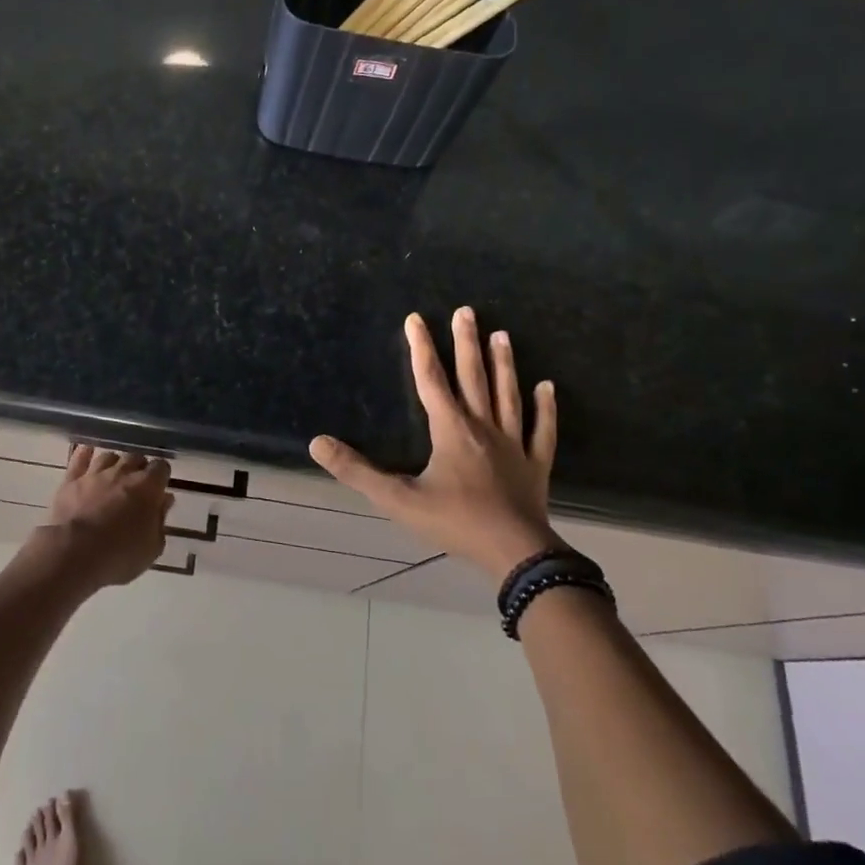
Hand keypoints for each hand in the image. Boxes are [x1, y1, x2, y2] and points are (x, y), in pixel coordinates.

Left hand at [36, 446, 174, 589]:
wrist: (74, 553)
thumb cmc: (119, 555)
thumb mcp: (152, 547)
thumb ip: (160, 521)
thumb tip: (165, 501)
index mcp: (148, 487)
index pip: (161, 467)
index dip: (161, 475)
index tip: (160, 487)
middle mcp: (123, 472)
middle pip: (136, 457)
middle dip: (139, 467)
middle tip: (137, 483)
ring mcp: (95, 473)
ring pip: (109, 456)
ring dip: (114, 463)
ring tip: (114, 474)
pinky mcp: (71, 480)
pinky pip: (79, 458)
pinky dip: (84, 453)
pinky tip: (87, 451)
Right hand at [310, 307, 558, 577]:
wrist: (514, 553)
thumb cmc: (454, 522)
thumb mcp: (397, 500)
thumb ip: (357, 472)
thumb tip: (317, 443)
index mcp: (451, 430)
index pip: (431, 380)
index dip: (421, 348)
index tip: (416, 318)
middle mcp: (483, 427)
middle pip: (474, 377)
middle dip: (467, 342)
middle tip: (467, 311)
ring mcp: (514, 444)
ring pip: (508, 395)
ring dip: (504, 364)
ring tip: (502, 335)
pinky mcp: (535, 464)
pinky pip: (542, 429)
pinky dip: (545, 408)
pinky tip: (547, 387)